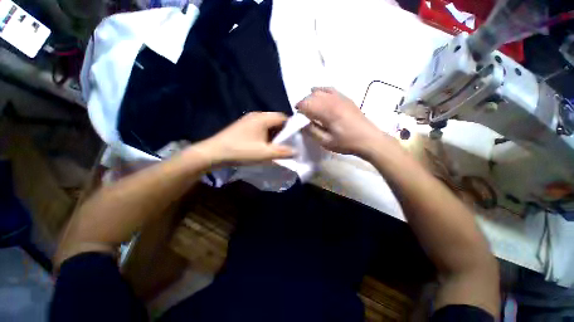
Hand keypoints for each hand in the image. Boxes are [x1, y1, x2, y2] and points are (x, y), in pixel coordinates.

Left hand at [194, 112, 295, 164]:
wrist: (214, 153)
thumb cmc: (241, 151)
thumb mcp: (265, 154)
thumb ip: (283, 152)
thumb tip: (297, 151)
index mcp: (262, 118)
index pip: (283, 117)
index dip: (291, 128)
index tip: (294, 139)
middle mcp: (256, 115)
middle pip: (275, 121)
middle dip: (282, 133)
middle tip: (285, 144)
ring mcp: (248, 120)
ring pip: (268, 125)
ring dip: (273, 135)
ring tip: (275, 147)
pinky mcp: (243, 126)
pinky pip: (260, 128)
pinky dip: (265, 136)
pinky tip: (264, 146)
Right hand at [296, 87, 385, 156]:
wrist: (369, 139)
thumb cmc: (346, 143)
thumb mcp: (326, 142)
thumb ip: (312, 131)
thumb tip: (302, 124)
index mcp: (327, 111)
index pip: (307, 103)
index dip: (299, 108)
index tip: (296, 115)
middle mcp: (333, 100)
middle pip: (312, 95)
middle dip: (304, 102)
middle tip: (303, 113)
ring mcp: (341, 97)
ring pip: (321, 90)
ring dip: (312, 97)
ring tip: (310, 106)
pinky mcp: (346, 98)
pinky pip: (331, 89)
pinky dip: (322, 90)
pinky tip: (320, 94)